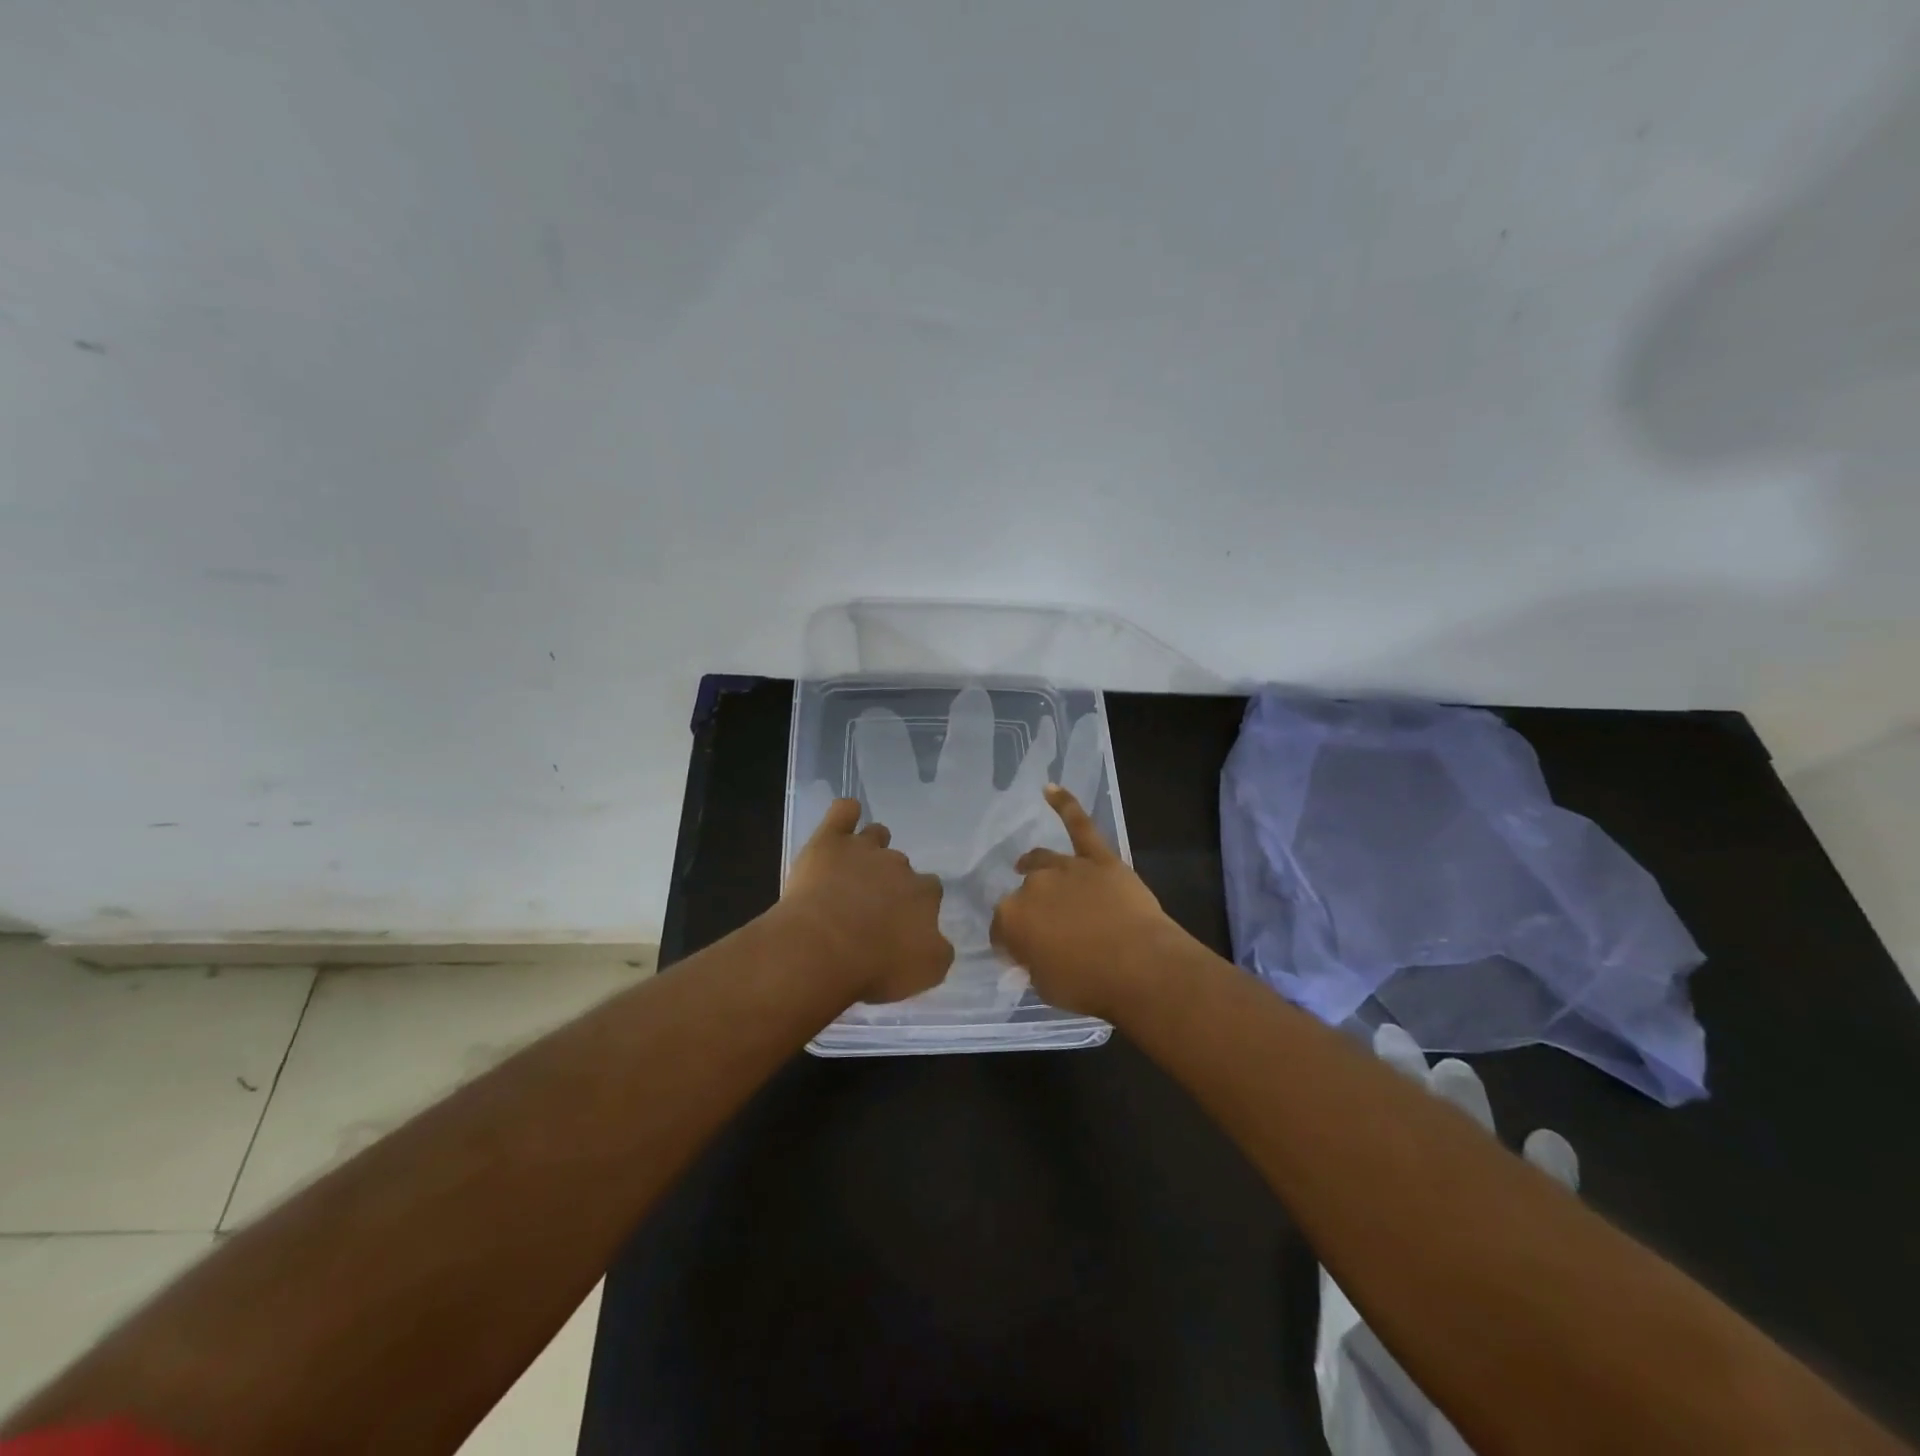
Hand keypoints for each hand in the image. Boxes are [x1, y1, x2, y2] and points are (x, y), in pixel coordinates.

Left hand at [781, 798, 953, 1003]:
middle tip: (869, 909)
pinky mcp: (829, 841)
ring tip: (854, 869)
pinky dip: (846, 813)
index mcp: (924, 895)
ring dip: (871, 847)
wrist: (822, 950)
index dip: (915, 907)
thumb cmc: (874, 967)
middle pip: (901, 866)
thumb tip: (937, 940)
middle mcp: (899, 866)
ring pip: (876, 835)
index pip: (930, 892)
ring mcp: (863, 849)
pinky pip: (843, 811)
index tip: (899, 925)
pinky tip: (844, 820)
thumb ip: (938, 952)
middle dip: (890, 882)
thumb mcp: (925, 973)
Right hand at [989, 785, 1188, 1017]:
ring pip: (1043, 861)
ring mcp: (1067, 867)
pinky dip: (1065, 805)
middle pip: (1024, 894)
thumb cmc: (1088, 985)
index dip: (1010, 943)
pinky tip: (1051, 789)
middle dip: (1030, 910)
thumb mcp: (1045, 987)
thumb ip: (1031, 964)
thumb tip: (1029, 955)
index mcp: (1012, 918)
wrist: (1140, 967)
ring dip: (1033, 864)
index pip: (1001, 929)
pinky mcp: (1098, 858)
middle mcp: (1033, 885)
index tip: (1021, 957)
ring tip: (1025, 865)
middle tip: (1046, 931)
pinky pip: (1079, 825)